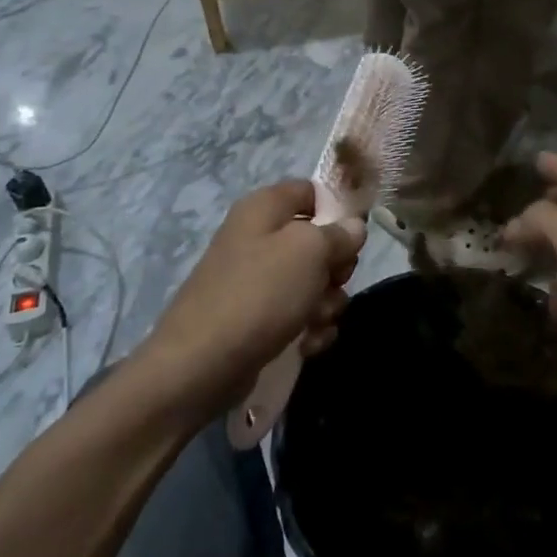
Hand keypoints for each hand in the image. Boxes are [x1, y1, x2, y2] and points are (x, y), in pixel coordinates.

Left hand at [145, 181, 365, 414]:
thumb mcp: (310, 251)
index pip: (312, 191)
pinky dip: (309, 328)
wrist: (201, 365)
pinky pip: (299, 314)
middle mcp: (259, 237)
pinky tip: (307, 344)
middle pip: (318, 240)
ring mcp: (257, 280)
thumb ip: (339, 234)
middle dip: (336, 267)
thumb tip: (353, 227)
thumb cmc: (259, 293)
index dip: (339, 209)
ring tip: (315, 322)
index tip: (355, 236)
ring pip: (313, 282)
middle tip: (334, 282)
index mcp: (265, 207)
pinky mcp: (257, 318)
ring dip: (326, 304)